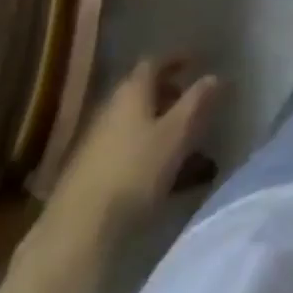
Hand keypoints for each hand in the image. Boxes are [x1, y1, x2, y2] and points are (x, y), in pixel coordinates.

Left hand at [58, 58, 220, 217]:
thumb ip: (197, 102)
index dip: (176, 59)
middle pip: (142, 90)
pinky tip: (156, 170)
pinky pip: (124, 145)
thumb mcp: (176, 134)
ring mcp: (95, 140)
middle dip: (168, 92)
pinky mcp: (88, 171)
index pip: (154, 61)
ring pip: (133, 119)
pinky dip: (144, 147)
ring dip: (157, 122)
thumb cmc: (134, 173)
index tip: (195, 61)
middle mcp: (110, 107)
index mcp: (131, 91)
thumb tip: (214, 75)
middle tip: (192, 101)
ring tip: (181, 139)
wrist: (77, 233)